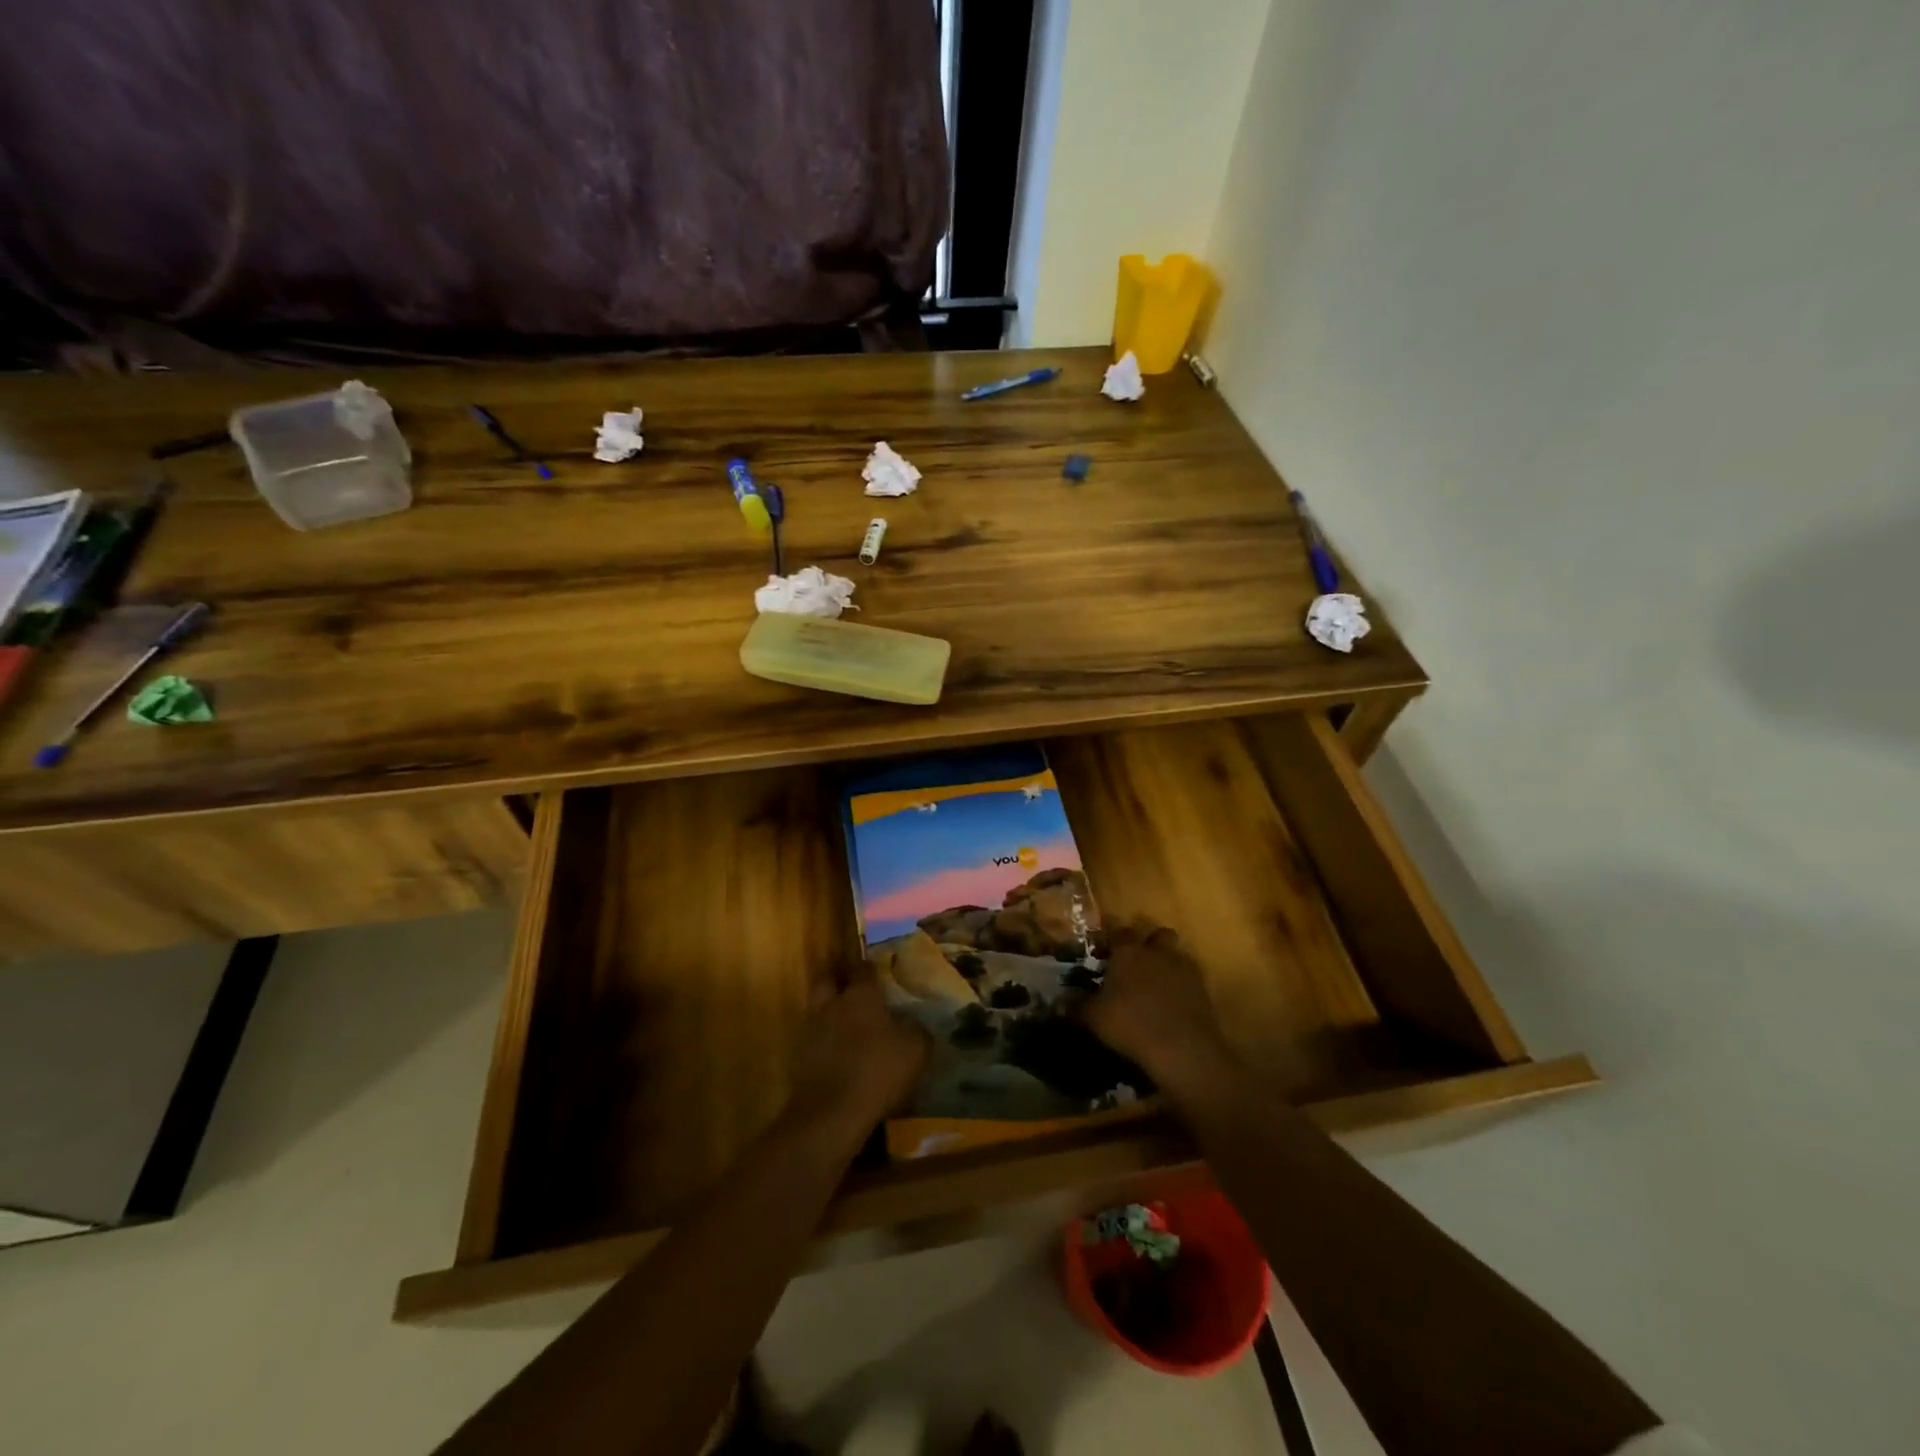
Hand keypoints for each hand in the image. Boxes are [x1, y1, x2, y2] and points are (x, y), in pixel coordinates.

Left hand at [786, 966, 929, 1139]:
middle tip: (857, 992)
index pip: (863, 968)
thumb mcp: (916, 1049)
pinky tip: (841, 1055)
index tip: (881, 972)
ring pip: (820, 1009)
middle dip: (840, 981)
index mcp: (860, 995)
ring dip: (832, 1013)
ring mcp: (812, 1030)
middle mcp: (832, 1004)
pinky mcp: (801, 1058)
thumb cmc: (878, 1070)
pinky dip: (826, 1042)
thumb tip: (915, 1022)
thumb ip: (917, 1029)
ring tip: (851, 1027)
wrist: (832, 1114)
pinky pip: (816, 1039)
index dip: (871, 968)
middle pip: (829, 980)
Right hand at [1080, 921, 1235, 1101]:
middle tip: (1135, 964)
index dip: (1111, 940)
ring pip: (1176, 955)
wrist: (1182, 1049)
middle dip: (1148, 944)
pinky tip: (1171, 1006)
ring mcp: (1184, 969)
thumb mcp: (1094, 1017)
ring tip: (1154, 986)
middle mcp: (1157, 952)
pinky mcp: (1203, 990)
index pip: (1119, 932)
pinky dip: (1181, 987)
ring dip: (1167, 964)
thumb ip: (1077, 1006)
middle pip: (1157, 935)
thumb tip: (1060, 1002)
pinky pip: (1189, 980)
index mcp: (1128, 951)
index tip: (1103, 953)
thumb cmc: (1130, 1024)